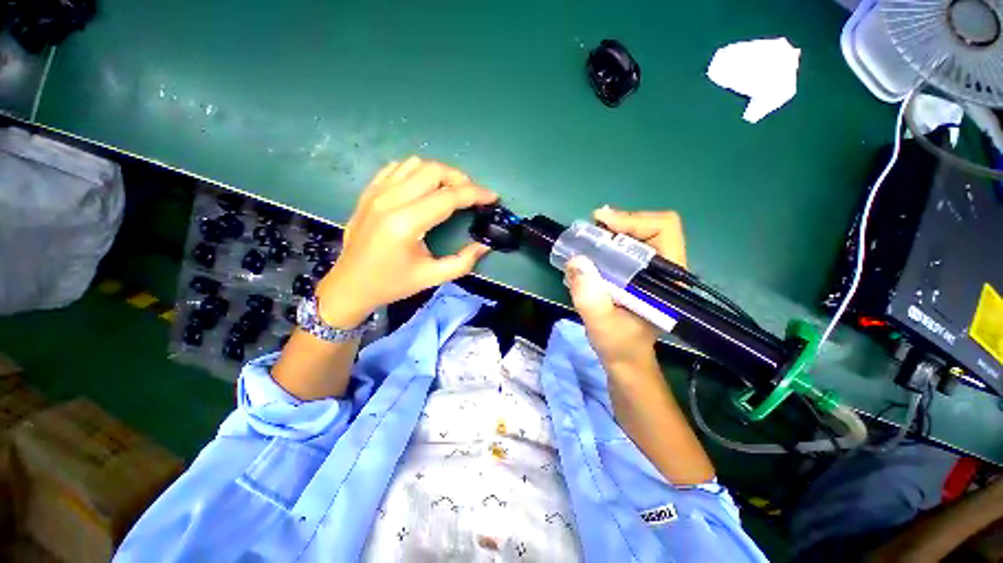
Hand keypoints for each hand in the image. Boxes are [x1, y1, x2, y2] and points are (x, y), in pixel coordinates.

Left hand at [317, 156, 496, 326]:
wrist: (349, 285)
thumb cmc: (392, 284)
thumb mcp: (431, 277)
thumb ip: (463, 262)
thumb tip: (484, 245)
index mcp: (406, 224)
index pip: (448, 197)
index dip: (475, 194)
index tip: (492, 197)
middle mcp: (390, 200)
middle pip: (433, 171)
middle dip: (460, 179)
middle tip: (472, 195)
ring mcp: (376, 193)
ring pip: (415, 164)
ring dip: (439, 173)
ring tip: (451, 190)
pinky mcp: (369, 192)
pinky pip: (397, 168)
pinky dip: (417, 172)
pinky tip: (424, 187)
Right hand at [566, 207, 686, 368]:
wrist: (624, 358)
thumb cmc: (619, 345)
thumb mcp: (600, 323)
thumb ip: (589, 295)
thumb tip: (576, 260)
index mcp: (667, 280)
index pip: (664, 230)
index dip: (633, 220)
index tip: (602, 223)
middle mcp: (665, 269)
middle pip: (652, 226)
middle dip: (621, 222)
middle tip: (592, 228)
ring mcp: (653, 271)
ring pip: (640, 234)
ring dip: (614, 231)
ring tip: (590, 237)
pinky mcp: (640, 274)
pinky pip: (629, 246)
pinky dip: (610, 241)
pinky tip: (595, 247)